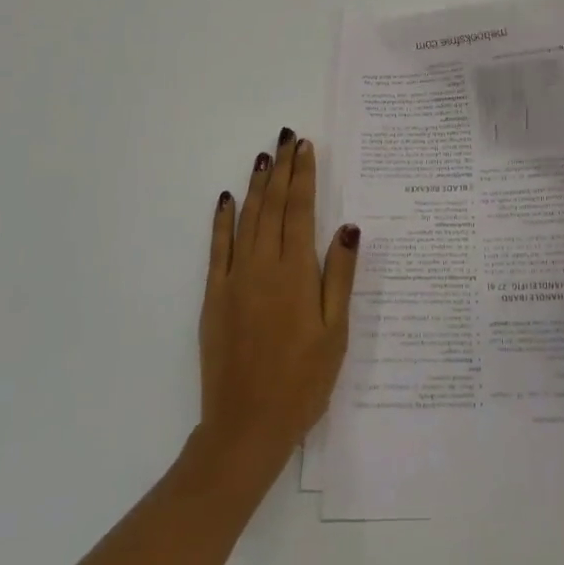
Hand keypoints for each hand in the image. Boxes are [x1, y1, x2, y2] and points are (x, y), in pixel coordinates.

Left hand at [197, 129, 359, 479]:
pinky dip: (222, 220)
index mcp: (296, 273)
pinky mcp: (214, 296)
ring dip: (256, 185)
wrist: (246, 427)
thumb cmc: (302, 382)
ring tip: (264, 156)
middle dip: (281, 169)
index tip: (305, 147)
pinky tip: (227, 199)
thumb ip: (340, 276)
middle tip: (286, 137)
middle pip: (272, 206)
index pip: (299, 211)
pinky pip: (217, 248)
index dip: (303, 176)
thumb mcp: (335, 332)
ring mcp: (234, 279)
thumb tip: (349, 227)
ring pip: (247, 219)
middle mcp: (263, 266)